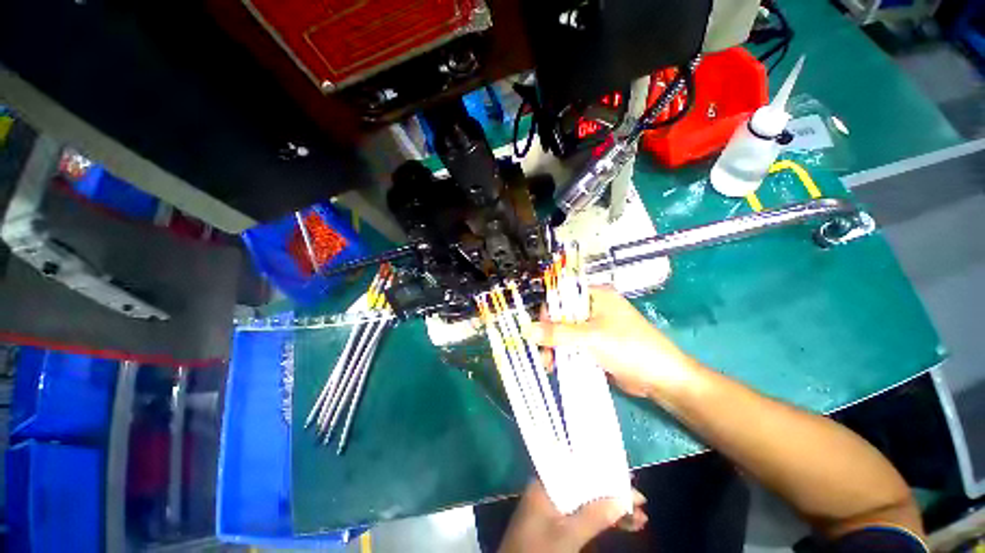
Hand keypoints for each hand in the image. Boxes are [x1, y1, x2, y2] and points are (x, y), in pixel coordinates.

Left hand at [498, 480, 647, 552]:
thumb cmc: (538, 551)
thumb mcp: (567, 536)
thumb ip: (594, 516)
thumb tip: (623, 498)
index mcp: (547, 482)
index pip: (579, 468)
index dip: (606, 474)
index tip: (630, 483)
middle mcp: (551, 488)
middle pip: (586, 485)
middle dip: (613, 495)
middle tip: (641, 505)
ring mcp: (555, 506)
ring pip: (588, 501)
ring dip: (612, 509)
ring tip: (640, 519)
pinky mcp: (558, 522)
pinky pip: (584, 514)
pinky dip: (602, 520)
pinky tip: (623, 525)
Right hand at [531, 286, 698, 398]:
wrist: (661, 378)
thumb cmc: (628, 347)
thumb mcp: (590, 337)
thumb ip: (558, 333)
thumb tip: (527, 329)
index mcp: (595, 296)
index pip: (562, 296)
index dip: (547, 311)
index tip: (538, 330)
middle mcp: (593, 308)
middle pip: (561, 316)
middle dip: (550, 335)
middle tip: (543, 354)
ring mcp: (594, 327)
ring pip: (565, 333)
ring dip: (555, 348)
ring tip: (549, 365)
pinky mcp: (596, 345)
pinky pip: (573, 346)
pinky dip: (564, 355)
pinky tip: (557, 367)